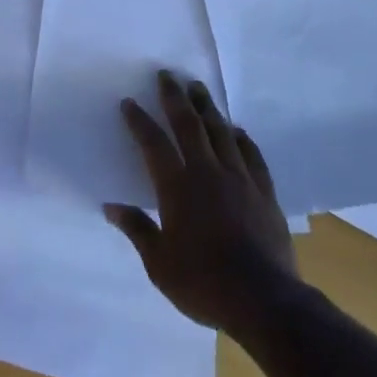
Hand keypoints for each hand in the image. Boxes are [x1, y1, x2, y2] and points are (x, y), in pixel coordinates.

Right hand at [104, 71, 298, 334]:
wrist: (264, 300)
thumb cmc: (203, 283)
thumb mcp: (159, 264)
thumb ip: (137, 230)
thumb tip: (112, 207)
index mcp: (178, 188)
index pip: (154, 144)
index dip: (139, 122)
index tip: (129, 103)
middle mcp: (207, 172)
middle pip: (189, 125)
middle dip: (175, 98)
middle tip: (167, 75)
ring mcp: (239, 179)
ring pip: (221, 132)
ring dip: (207, 108)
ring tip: (198, 88)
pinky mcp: (264, 192)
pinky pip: (251, 155)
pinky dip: (241, 138)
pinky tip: (236, 130)